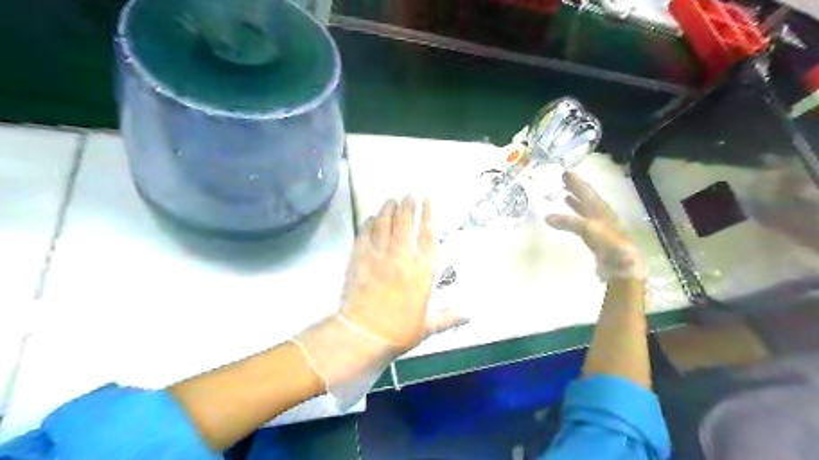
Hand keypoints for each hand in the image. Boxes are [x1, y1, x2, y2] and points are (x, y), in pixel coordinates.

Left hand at [342, 196, 462, 353]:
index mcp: (422, 269)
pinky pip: (364, 233)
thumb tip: (470, 315)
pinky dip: (368, 223)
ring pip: (384, 222)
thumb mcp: (429, 325)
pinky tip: (370, 218)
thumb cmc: (399, 330)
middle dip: (409, 203)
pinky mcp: (359, 257)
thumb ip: (450, 316)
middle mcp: (402, 255)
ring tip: (392, 199)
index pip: (429, 233)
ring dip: (388, 208)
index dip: (429, 213)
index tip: (429, 199)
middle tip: (410, 194)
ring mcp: (378, 253)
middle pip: (406, 221)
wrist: (363, 334)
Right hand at [546, 170, 642, 280]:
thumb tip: (546, 217)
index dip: (577, 182)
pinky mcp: (596, 239)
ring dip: (576, 202)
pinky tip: (568, 220)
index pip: (587, 192)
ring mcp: (599, 227)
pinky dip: (574, 218)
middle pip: (587, 198)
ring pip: (585, 210)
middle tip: (563, 180)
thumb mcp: (587, 228)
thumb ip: (568, 222)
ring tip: (565, 196)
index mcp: (600, 209)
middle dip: (576, 189)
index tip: (566, 172)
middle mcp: (600, 215)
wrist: (620, 265)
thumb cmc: (607, 243)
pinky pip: (582, 223)